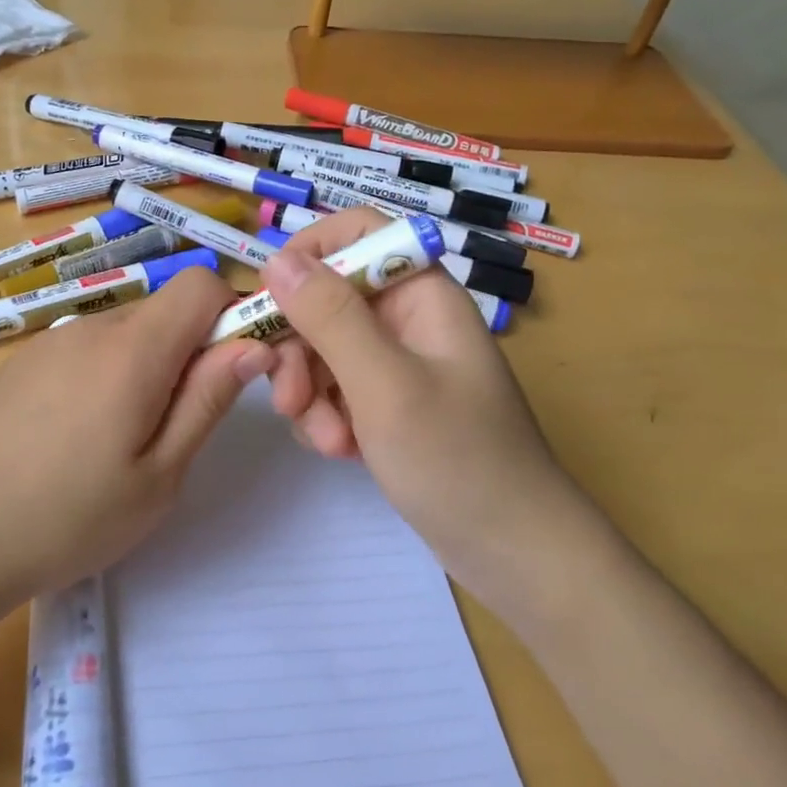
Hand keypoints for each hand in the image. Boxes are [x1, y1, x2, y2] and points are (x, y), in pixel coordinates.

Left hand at [0, 267, 272, 611]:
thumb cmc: (67, 519)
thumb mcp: (159, 476)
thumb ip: (208, 400)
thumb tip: (252, 344)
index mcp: (132, 349)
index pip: (202, 284)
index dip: (232, 315)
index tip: (234, 372)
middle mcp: (91, 328)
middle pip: (164, 311)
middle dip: (190, 352)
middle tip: (176, 428)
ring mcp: (50, 342)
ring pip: (126, 333)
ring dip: (146, 369)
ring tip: (121, 443)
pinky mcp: (22, 363)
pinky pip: (86, 351)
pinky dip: (106, 376)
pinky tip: (76, 438)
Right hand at [261, 209, 577, 572]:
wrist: (514, 554)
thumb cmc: (458, 460)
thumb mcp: (385, 384)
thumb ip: (330, 316)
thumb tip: (276, 259)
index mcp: (421, 293)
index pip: (358, 232)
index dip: (309, 253)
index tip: (272, 300)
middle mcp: (407, 318)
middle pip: (328, 296)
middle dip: (300, 346)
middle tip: (290, 399)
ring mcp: (397, 362)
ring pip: (323, 347)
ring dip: (310, 391)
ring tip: (327, 440)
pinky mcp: (388, 402)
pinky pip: (335, 387)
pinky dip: (326, 415)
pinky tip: (340, 451)